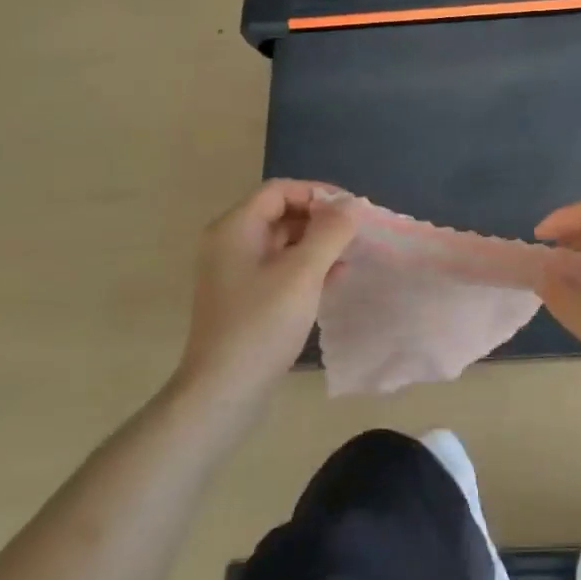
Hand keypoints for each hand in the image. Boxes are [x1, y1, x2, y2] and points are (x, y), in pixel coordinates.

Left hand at [176, 180, 358, 401]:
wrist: (224, 389)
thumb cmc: (262, 323)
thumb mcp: (303, 273)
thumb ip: (330, 233)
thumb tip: (353, 204)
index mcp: (235, 228)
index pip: (280, 190)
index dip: (318, 193)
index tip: (352, 211)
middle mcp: (230, 242)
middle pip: (281, 213)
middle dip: (320, 219)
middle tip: (356, 234)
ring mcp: (235, 271)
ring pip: (282, 242)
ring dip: (317, 243)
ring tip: (351, 255)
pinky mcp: (245, 296)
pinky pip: (279, 267)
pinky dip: (306, 266)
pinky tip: (335, 278)